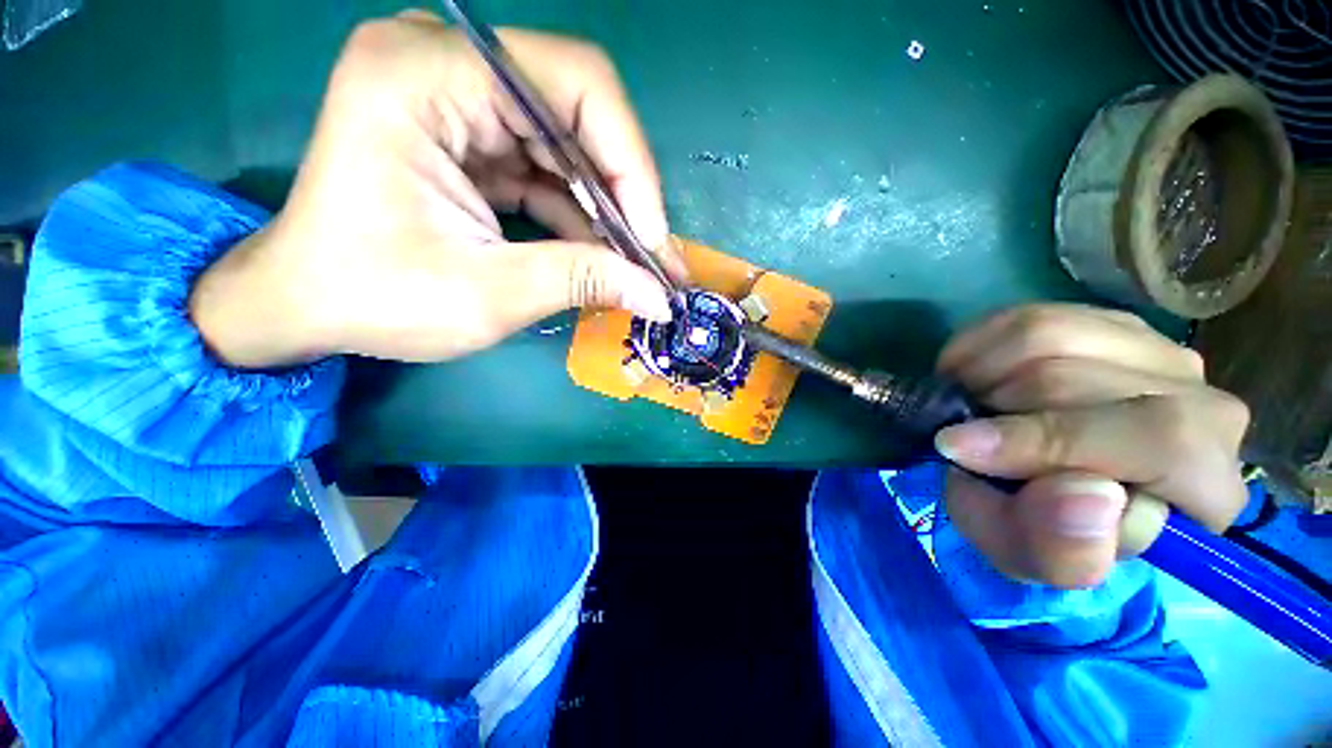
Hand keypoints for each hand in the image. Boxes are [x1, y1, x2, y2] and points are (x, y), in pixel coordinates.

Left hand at [190, 12, 682, 367]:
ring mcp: (459, 100)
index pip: (576, 85)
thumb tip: (659, 296)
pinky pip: (550, 170)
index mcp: (427, 75)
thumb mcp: (488, 295)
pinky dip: (583, 216)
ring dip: (611, 212)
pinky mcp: (472, 139)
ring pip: (572, 147)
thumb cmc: (375, 298)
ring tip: (642, 266)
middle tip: (657, 258)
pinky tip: (606, 256)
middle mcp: (446, 65)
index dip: (632, 164)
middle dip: (627, 195)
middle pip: (580, 114)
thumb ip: (582, 281)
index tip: (651, 239)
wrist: (307, 304)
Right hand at [934, 304, 1249, 589]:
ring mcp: (1157, 352)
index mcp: (1206, 484)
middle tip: (960, 433)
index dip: (1053, 441)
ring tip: (967, 405)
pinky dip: (977, 346)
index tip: (960, 449)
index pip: (1161, 440)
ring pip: (1051, 336)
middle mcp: (1203, 404)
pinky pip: (1027, 316)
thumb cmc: (1043, 528)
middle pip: (1084, 381)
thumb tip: (1087, 495)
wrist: (1040, 485)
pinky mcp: (1108, 325)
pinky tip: (970, 376)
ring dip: (982, 374)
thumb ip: (1062, 551)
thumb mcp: (1036, 558)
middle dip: (997, 409)